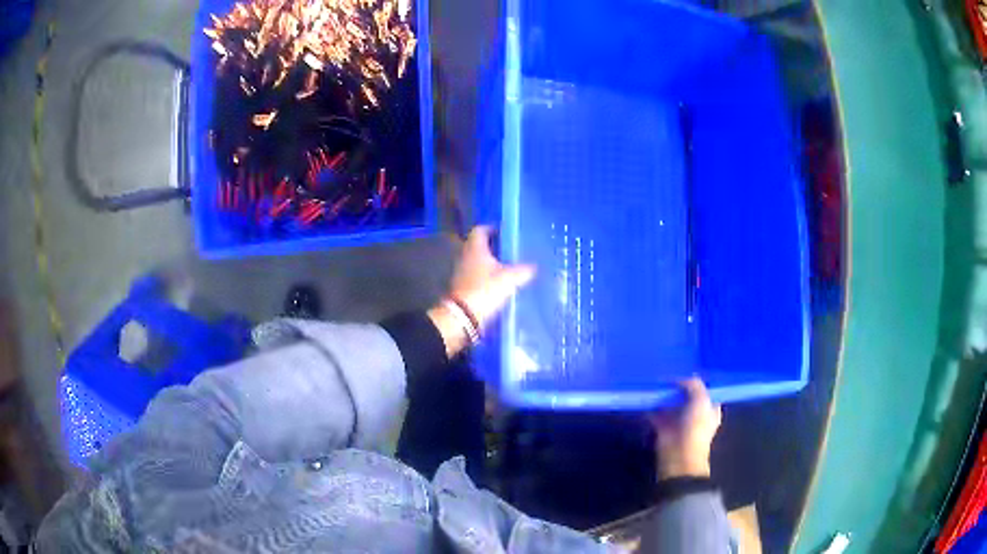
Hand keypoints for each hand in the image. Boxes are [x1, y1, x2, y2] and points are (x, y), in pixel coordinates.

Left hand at [428, 227, 535, 356]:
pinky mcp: (463, 287)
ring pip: (477, 261)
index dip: (492, 228)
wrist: (463, 317)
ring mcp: (462, 273)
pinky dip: (486, 277)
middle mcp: (465, 256)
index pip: (481, 230)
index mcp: (475, 248)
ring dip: (490, 263)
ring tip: (508, 267)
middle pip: (479, 246)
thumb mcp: (509, 279)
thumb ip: (523, 271)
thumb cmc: (485, 291)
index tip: (505, 232)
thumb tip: (535, 266)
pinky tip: (499, 283)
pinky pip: (476, 276)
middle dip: (493, 247)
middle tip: (510, 250)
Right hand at [649, 378, 721, 479]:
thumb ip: (693, 385)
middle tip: (668, 375)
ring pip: (670, 404)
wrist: (679, 455)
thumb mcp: (701, 400)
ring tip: (655, 382)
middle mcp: (696, 414)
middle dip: (677, 388)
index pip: (705, 391)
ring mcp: (679, 421)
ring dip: (663, 396)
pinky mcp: (663, 428)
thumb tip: (679, 379)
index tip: (686, 371)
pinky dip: (651, 406)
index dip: (697, 383)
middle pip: (686, 396)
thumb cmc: (696, 427)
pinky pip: (656, 413)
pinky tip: (646, 396)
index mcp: (710, 409)